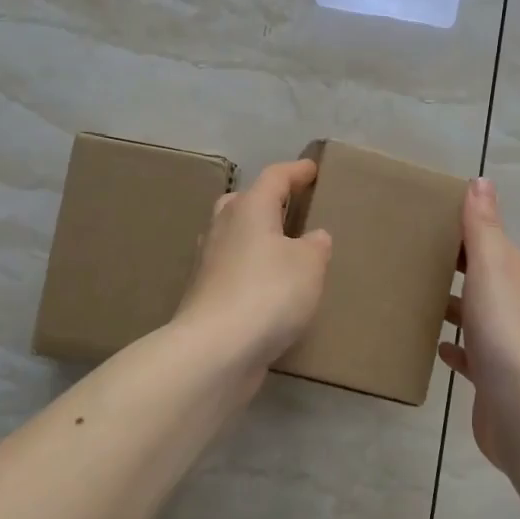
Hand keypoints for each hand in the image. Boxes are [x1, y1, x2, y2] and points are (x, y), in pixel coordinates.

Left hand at [175, 158, 333, 371]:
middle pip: (244, 202)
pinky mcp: (205, 293)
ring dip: (255, 236)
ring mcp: (208, 261)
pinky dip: (249, 268)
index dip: (296, 171)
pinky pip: (232, 268)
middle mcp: (223, 227)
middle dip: (266, 201)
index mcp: (249, 208)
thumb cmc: (268, 293)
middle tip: (290, 207)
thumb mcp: (309, 265)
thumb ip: (315, 246)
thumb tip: (312, 237)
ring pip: (233, 235)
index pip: (275, 177)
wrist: (215, 348)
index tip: (313, 170)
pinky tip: (266, 285)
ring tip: (281, 248)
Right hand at [439, 179, 519, 469]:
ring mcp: (505, 345)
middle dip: (454, 266)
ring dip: (452, 305)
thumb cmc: (505, 330)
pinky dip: (453, 346)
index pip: (490, 243)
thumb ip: (484, 227)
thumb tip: (481, 181)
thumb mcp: (492, 268)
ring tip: (414, 296)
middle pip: (481, 278)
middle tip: (409, 256)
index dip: (463, 229)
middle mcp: (515, 307)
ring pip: (474, 315)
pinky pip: (468, 354)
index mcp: (517, 277)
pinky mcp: (491, 378)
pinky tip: (433, 345)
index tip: (425, 220)